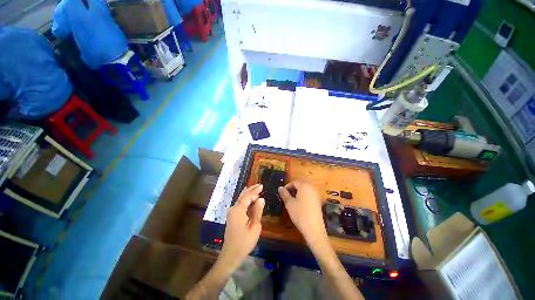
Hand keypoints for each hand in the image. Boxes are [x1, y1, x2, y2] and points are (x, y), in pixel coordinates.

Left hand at [219, 184, 264, 270]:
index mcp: (238, 210)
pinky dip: (246, 200)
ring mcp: (231, 212)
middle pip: (242, 195)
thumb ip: (257, 211)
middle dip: (251, 189)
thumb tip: (261, 199)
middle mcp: (233, 208)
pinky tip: (250, 198)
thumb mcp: (255, 227)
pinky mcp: (232, 216)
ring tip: (256, 189)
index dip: (255, 190)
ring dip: (248, 194)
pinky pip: (239, 204)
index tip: (262, 186)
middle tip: (259, 186)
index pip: (247, 196)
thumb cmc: (244, 242)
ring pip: (240, 199)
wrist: (231, 255)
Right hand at [278, 181, 326, 242]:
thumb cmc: (299, 214)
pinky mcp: (318, 200)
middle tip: (286, 197)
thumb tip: (280, 187)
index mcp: (304, 185)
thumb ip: (284, 193)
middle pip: (300, 185)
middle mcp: (311, 187)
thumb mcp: (289, 203)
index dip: (286, 187)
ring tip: (291, 201)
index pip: (293, 182)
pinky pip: (309, 194)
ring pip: (304, 189)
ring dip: (297, 193)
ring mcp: (316, 194)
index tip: (282, 194)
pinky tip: (299, 205)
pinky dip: (303, 196)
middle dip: (292, 189)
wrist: (314, 229)